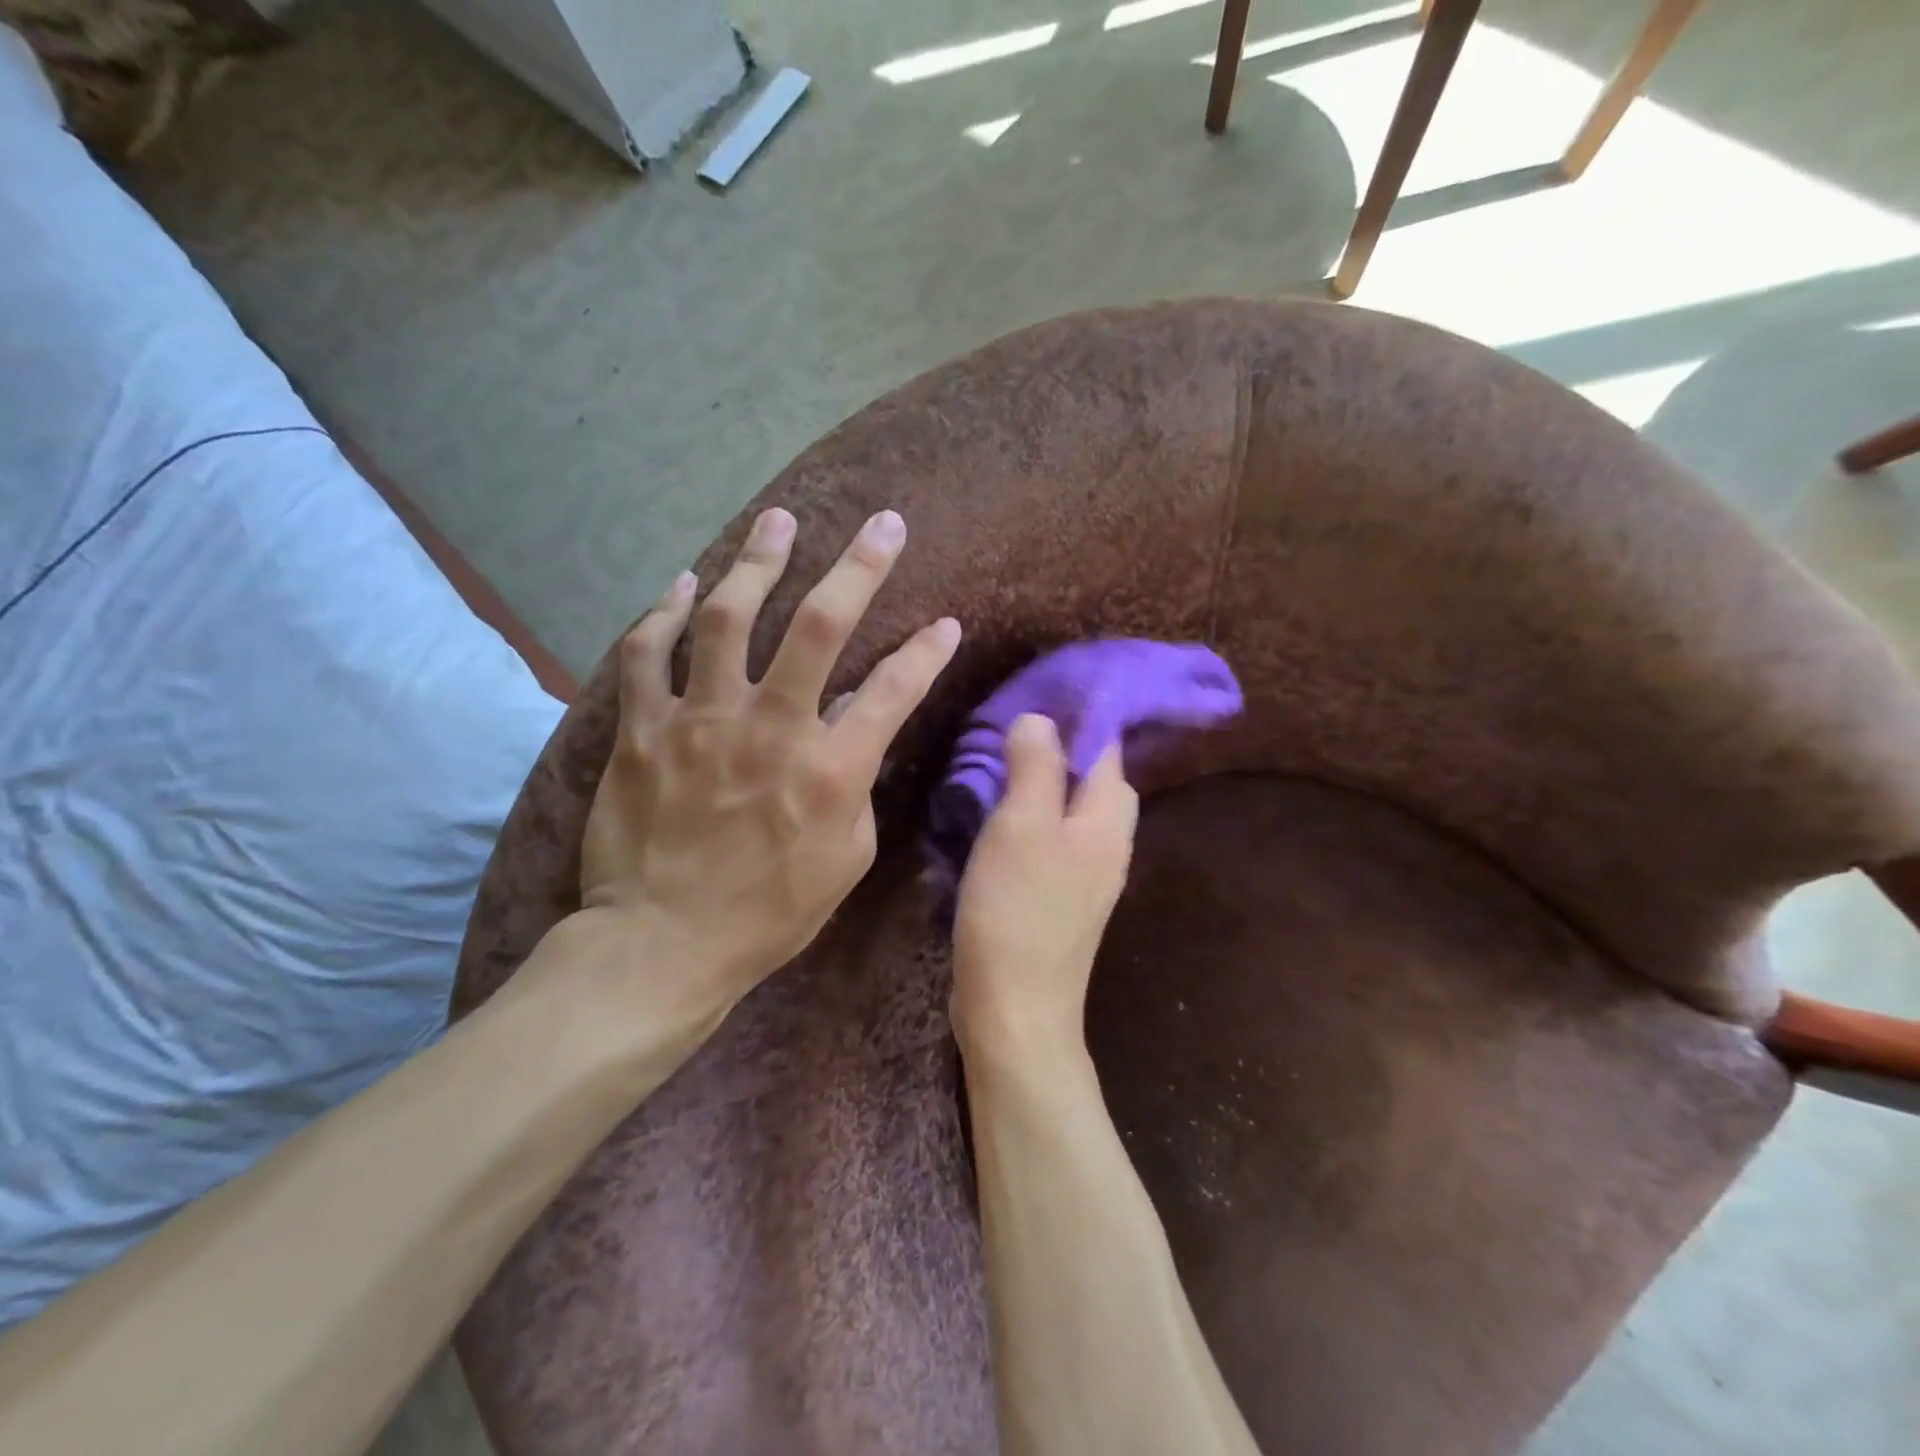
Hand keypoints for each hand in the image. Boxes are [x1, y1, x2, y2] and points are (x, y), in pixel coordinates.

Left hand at [581, 506, 960, 1007]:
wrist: (661, 945)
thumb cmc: (768, 913)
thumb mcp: (845, 859)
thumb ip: (857, 786)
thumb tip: (856, 733)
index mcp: (830, 769)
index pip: (895, 689)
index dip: (928, 651)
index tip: (947, 623)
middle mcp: (771, 728)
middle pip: (819, 626)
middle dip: (859, 566)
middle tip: (881, 524)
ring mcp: (700, 721)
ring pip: (729, 618)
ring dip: (760, 562)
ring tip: (779, 521)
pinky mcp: (643, 729)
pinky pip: (647, 654)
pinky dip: (664, 614)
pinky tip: (685, 583)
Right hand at [950, 715, 1139, 1059]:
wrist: (1015, 1010)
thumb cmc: (1017, 912)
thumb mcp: (1022, 826)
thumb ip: (1036, 767)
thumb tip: (1041, 719)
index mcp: (1107, 821)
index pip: (1108, 749)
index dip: (1082, 715)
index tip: (1041, 691)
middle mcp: (1108, 846)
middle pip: (1096, 780)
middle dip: (1063, 749)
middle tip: (1014, 731)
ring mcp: (1087, 877)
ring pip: (1072, 811)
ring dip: (1043, 784)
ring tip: (999, 766)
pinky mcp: (1060, 901)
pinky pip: (1053, 841)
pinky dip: (1031, 820)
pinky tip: (997, 820)